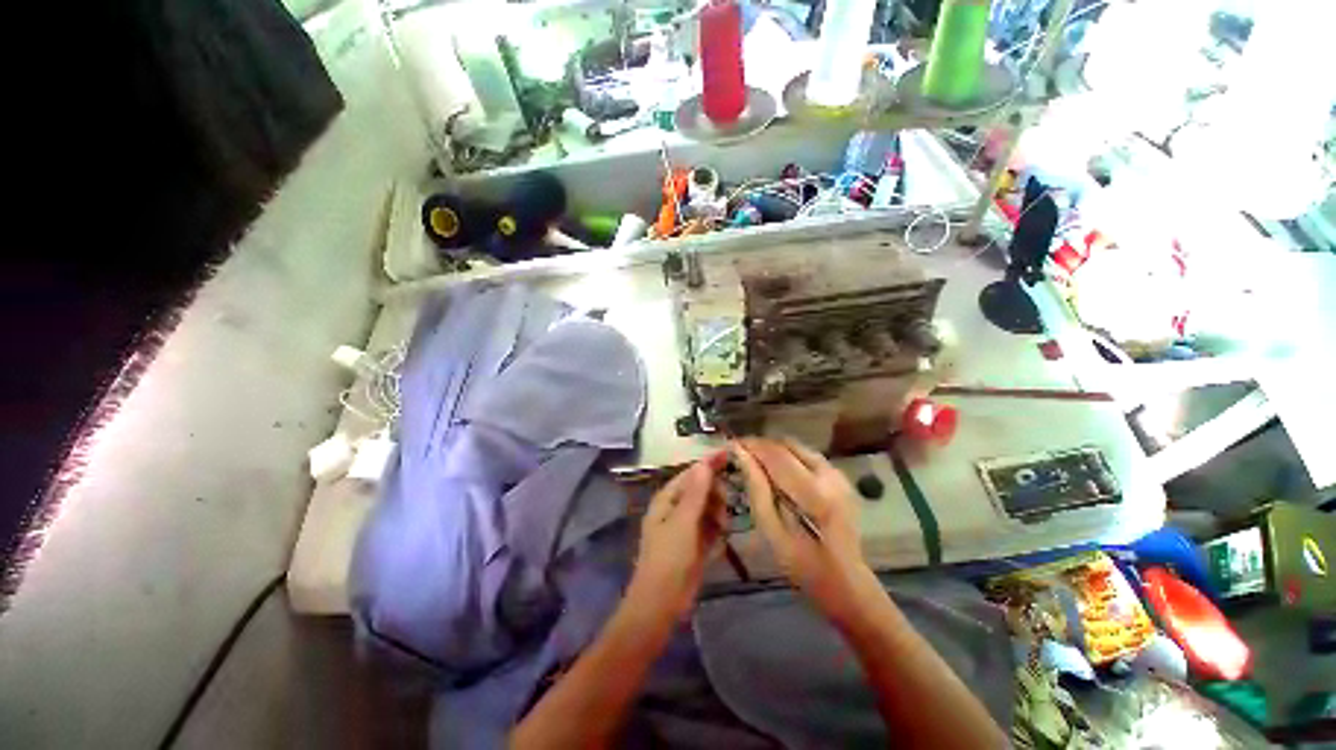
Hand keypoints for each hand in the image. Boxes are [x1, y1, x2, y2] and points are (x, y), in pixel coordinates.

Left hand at [628, 452, 727, 623]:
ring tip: (722, 527)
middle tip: (725, 506)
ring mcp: (685, 527)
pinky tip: (719, 538)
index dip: (709, 463)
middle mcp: (675, 508)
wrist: (661, 604)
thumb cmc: (669, 558)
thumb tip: (704, 463)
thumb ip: (696, 493)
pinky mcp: (693, 544)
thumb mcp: (683, 522)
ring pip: (708, 508)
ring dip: (718, 513)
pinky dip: (716, 529)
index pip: (691, 473)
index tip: (729, 453)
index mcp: (667, 499)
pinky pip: (710, 527)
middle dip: (715, 494)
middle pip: (701, 489)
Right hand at [733, 438, 873, 621]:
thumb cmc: (804, 567)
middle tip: (741, 453)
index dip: (751, 445)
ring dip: (774, 449)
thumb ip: (757, 490)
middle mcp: (829, 476)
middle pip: (787, 445)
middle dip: (761, 445)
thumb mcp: (772, 533)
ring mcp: (838, 475)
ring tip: (755, 459)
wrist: (848, 584)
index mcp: (814, 494)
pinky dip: (788, 456)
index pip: (775, 455)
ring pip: (798, 446)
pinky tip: (777, 469)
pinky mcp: (841, 478)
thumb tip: (742, 455)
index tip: (731, 445)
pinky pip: (808, 455)